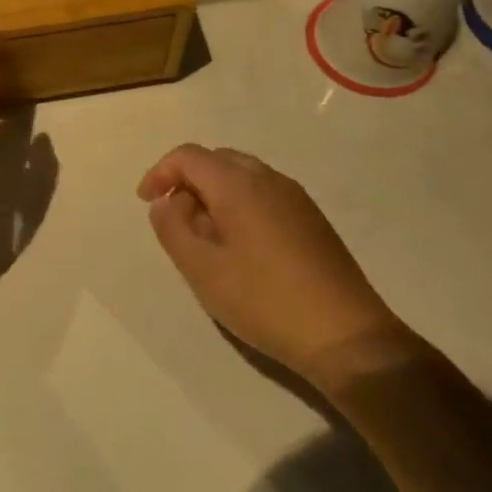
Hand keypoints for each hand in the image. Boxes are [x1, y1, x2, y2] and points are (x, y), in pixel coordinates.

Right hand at [137, 145, 419, 393]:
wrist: (345, 335)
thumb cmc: (263, 300)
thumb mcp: (201, 268)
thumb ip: (172, 228)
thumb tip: (165, 202)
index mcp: (239, 184)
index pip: (189, 156)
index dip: (160, 173)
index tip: (146, 203)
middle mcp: (269, 179)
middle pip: (217, 161)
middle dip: (188, 182)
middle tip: (174, 221)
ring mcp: (296, 198)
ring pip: (243, 177)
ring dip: (214, 196)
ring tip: (204, 239)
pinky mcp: (312, 220)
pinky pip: (264, 196)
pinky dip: (239, 206)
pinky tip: (239, 249)